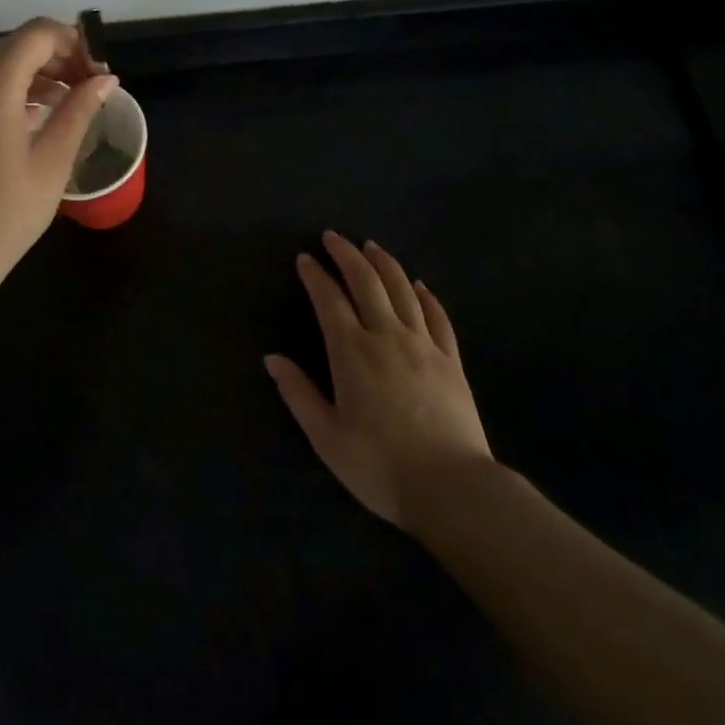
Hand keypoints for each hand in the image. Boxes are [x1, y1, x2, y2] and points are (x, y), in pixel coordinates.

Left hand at [0, 17, 116, 293]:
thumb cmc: (3, 213)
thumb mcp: (52, 161)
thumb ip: (79, 110)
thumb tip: (106, 79)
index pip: (40, 33)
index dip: (75, 44)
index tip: (98, 75)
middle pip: (15, 45)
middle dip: (56, 59)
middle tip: (86, 91)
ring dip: (30, 75)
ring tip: (61, 107)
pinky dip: (3, 91)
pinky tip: (24, 122)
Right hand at [266, 233, 492, 530]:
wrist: (451, 487)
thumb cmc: (379, 466)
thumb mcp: (326, 437)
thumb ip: (298, 394)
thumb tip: (272, 358)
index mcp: (352, 352)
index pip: (329, 300)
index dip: (315, 276)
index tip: (304, 258)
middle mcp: (387, 336)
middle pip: (366, 282)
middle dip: (346, 255)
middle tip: (333, 236)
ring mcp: (424, 345)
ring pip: (402, 290)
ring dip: (384, 263)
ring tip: (371, 247)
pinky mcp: (452, 360)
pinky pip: (438, 316)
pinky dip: (426, 295)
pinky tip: (419, 285)